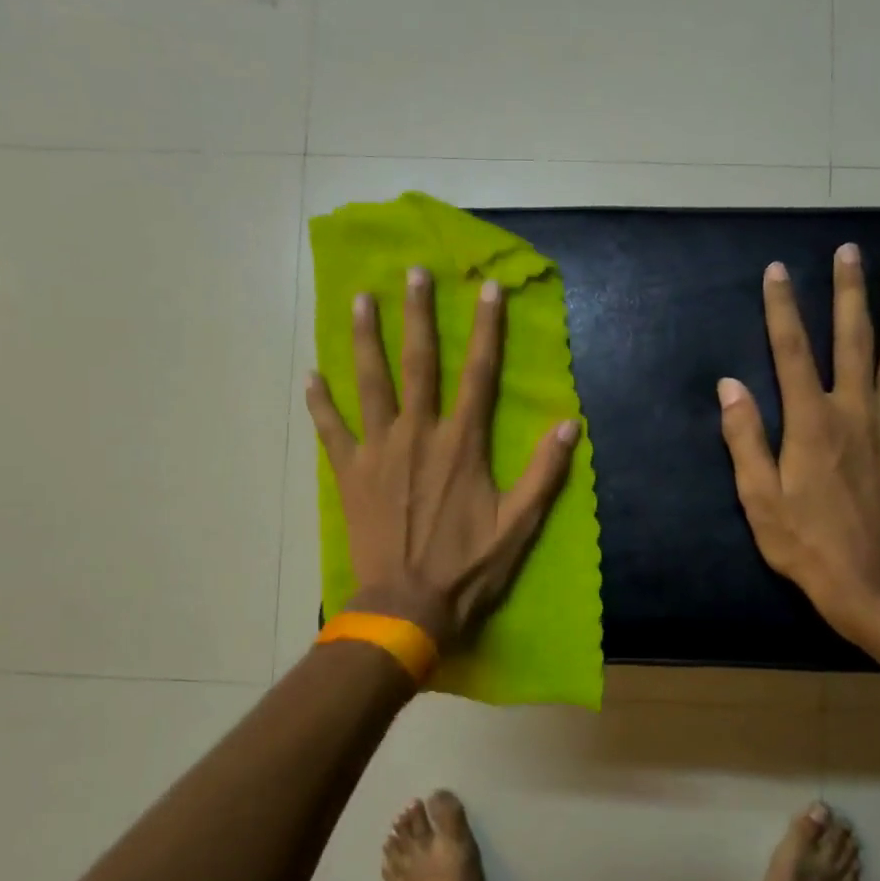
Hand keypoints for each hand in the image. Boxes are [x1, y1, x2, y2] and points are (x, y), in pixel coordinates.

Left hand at [307, 267, 579, 652]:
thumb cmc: (467, 568)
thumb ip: (544, 473)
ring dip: (365, 339)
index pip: (479, 373)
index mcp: (462, 444)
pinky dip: (320, 402)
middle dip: (418, 315)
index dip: (487, 328)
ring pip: (370, 383)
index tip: (486, 289)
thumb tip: (569, 423)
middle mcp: (419, 434)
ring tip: (360, 300)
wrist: (406, 606)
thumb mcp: (519, 526)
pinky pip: (331, 429)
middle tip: (413, 273)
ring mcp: (378, 451)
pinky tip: (310, 375)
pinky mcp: (350, 473)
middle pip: (419, 363)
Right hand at [718, 247, 879, 639]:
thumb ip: (745, 439)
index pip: (790, 351)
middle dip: (849, 292)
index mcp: (811, 421)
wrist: (871, 584)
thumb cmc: (806, 543)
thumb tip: (730, 386)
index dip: (782, 308)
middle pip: (852, 339)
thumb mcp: (758, 498)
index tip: (777, 271)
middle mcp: (856, 410)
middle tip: (850, 252)